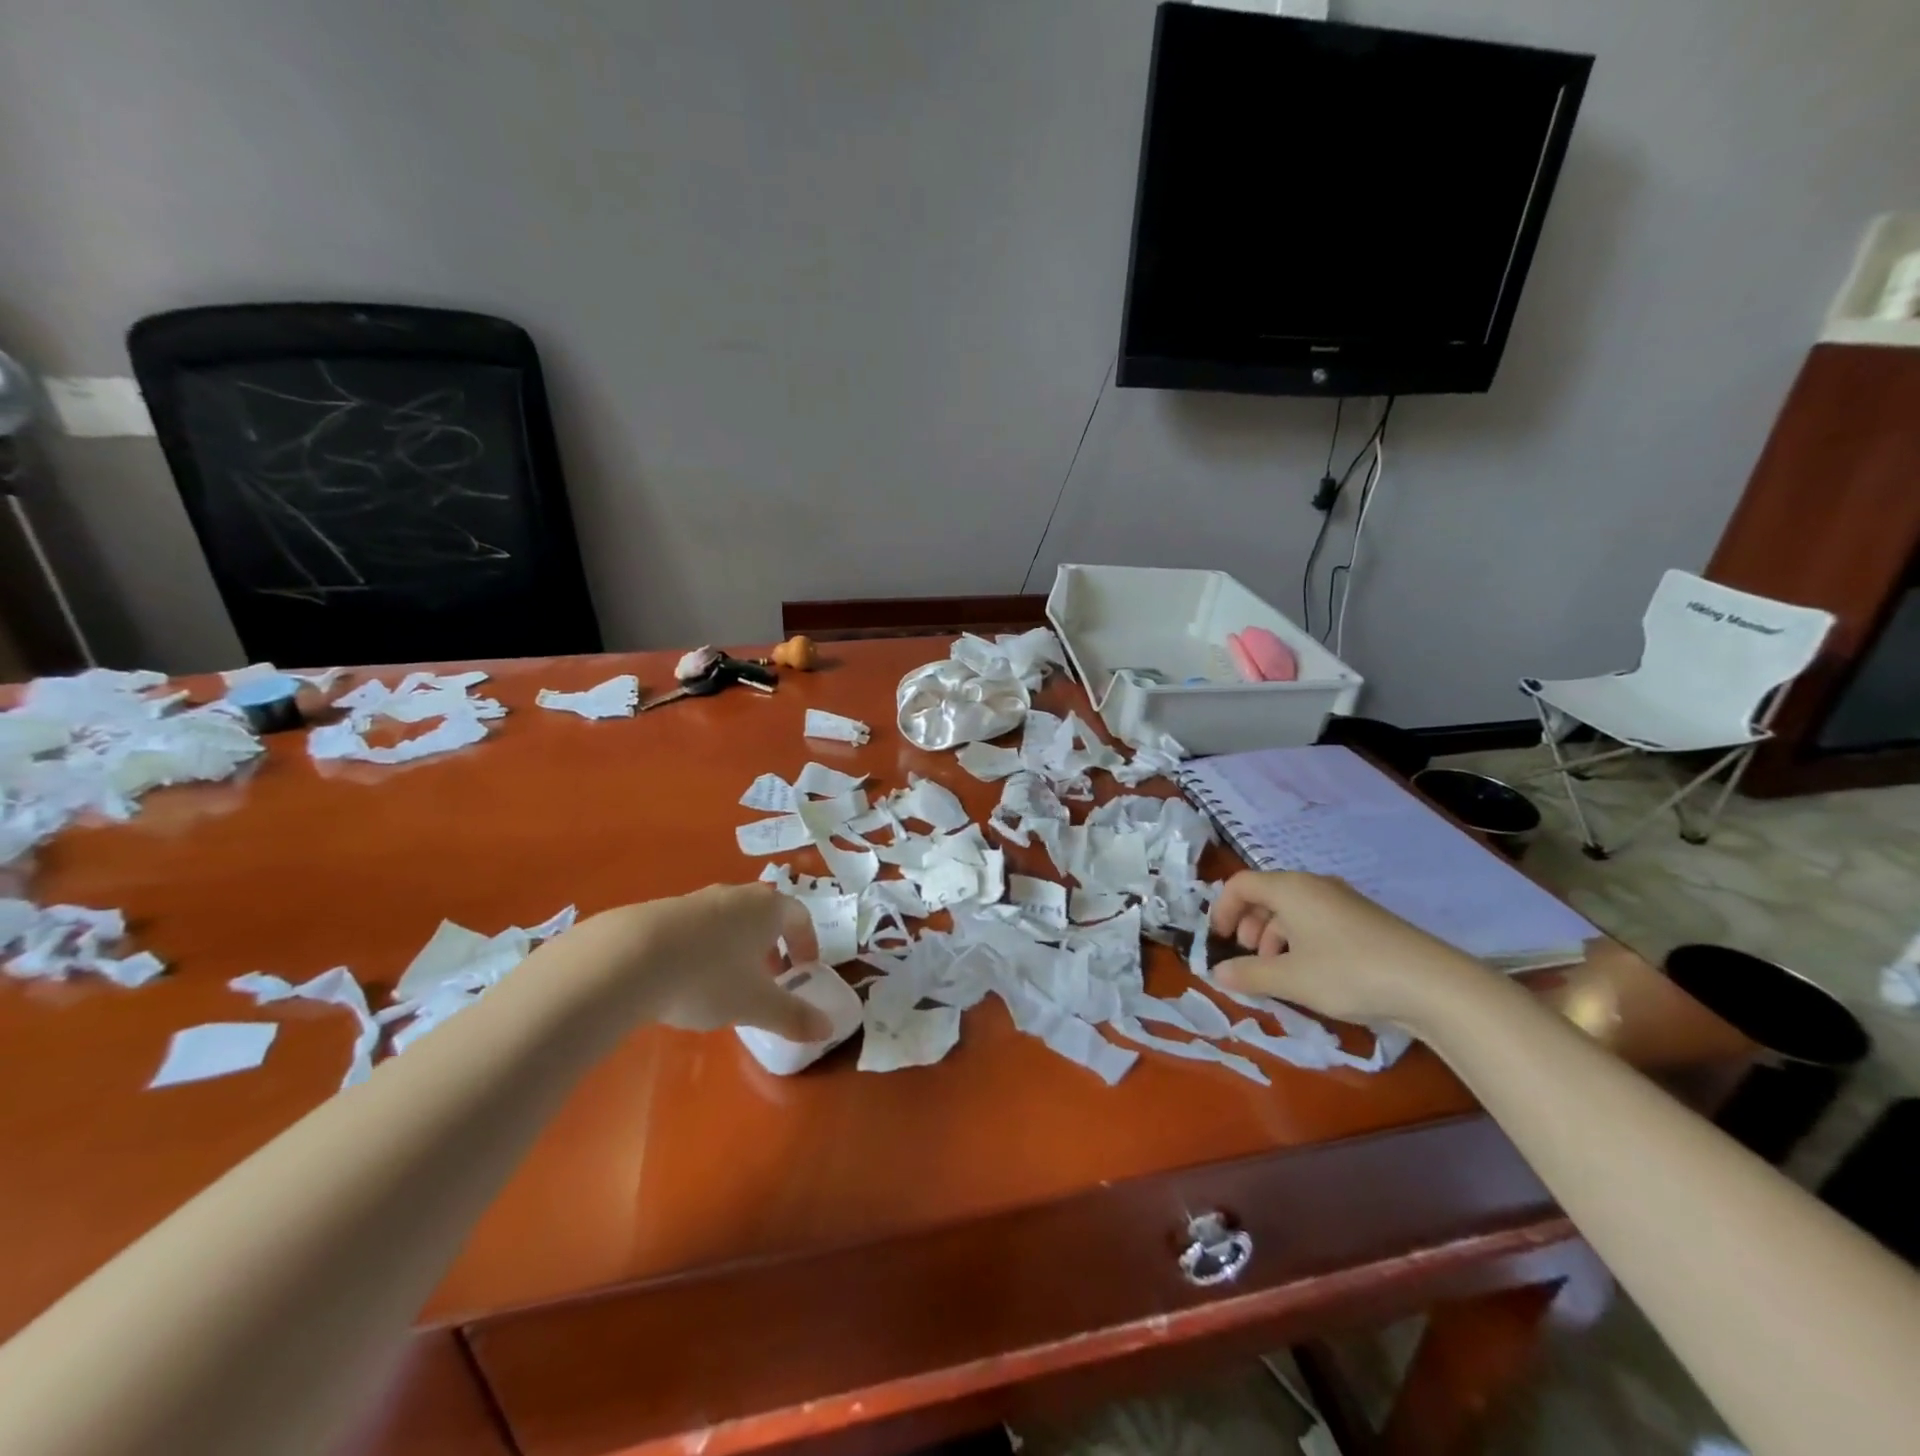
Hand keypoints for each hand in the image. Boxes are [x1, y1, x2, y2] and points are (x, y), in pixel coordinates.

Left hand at [581, 884, 833, 1041]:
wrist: (629, 958)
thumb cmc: (709, 976)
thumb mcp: (756, 1005)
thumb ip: (793, 1016)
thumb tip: (828, 1029)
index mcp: (767, 909)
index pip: (800, 916)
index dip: (807, 942)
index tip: (806, 968)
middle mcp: (736, 895)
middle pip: (764, 913)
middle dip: (772, 944)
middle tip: (770, 976)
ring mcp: (697, 899)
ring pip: (729, 919)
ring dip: (738, 946)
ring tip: (728, 981)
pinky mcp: (663, 911)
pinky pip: (697, 927)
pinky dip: (705, 948)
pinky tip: (688, 978)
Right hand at [1209, 871, 1485, 1025]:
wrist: (1431, 984)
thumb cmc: (1348, 972)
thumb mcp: (1291, 979)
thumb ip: (1249, 974)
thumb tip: (1216, 973)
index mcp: (1290, 888)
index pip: (1241, 884)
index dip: (1223, 909)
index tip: (1219, 940)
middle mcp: (1314, 886)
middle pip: (1267, 895)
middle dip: (1250, 925)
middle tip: (1249, 957)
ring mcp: (1342, 901)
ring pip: (1293, 910)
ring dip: (1275, 935)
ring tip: (1279, 971)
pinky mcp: (1364, 921)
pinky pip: (1317, 921)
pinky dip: (1301, 940)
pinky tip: (1311, 973)